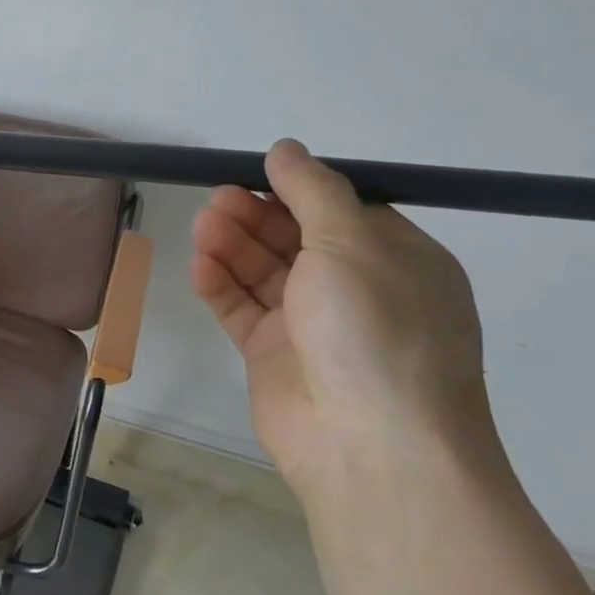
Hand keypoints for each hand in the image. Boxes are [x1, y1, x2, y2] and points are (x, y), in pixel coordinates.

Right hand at [190, 139, 499, 494]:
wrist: (370, 445)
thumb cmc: (375, 330)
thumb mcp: (353, 243)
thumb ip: (313, 192)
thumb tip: (286, 149)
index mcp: (395, 261)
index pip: (340, 212)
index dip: (296, 191)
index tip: (254, 174)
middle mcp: (356, 291)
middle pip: (295, 240)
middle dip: (256, 217)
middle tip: (216, 200)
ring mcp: (312, 326)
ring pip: (264, 274)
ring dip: (233, 247)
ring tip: (202, 226)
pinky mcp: (273, 356)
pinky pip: (242, 310)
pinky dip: (221, 287)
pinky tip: (199, 267)